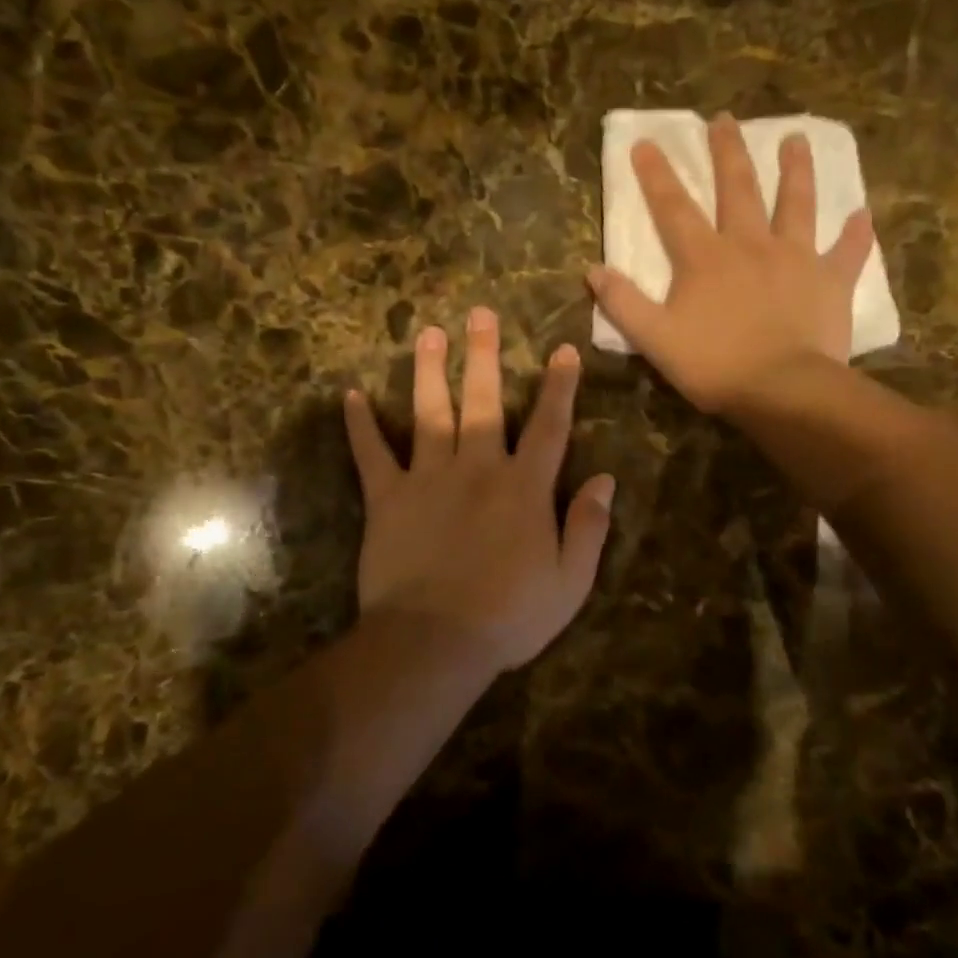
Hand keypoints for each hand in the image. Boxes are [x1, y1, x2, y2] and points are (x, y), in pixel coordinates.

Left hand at [342, 307, 615, 672]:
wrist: (434, 643)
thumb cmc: (509, 616)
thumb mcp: (570, 581)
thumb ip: (589, 526)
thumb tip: (606, 479)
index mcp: (524, 487)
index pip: (550, 426)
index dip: (560, 386)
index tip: (563, 350)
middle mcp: (478, 468)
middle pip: (485, 402)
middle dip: (485, 356)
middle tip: (480, 313)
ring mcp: (429, 478)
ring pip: (431, 413)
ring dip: (431, 371)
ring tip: (429, 334)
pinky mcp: (388, 498)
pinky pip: (372, 454)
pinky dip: (360, 425)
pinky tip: (350, 395)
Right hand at [586, 112, 876, 413]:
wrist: (782, 389)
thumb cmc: (715, 365)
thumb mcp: (655, 339)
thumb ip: (624, 303)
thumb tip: (593, 270)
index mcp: (705, 258)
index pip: (673, 208)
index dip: (656, 175)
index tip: (645, 143)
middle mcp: (750, 245)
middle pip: (737, 188)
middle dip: (728, 152)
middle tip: (725, 119)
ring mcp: (795, 258)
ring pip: (796, 203)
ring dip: (795, 170)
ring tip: (797, 139)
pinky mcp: (830, 281)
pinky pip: (847, 252)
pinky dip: (855, 234)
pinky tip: (863, 215)